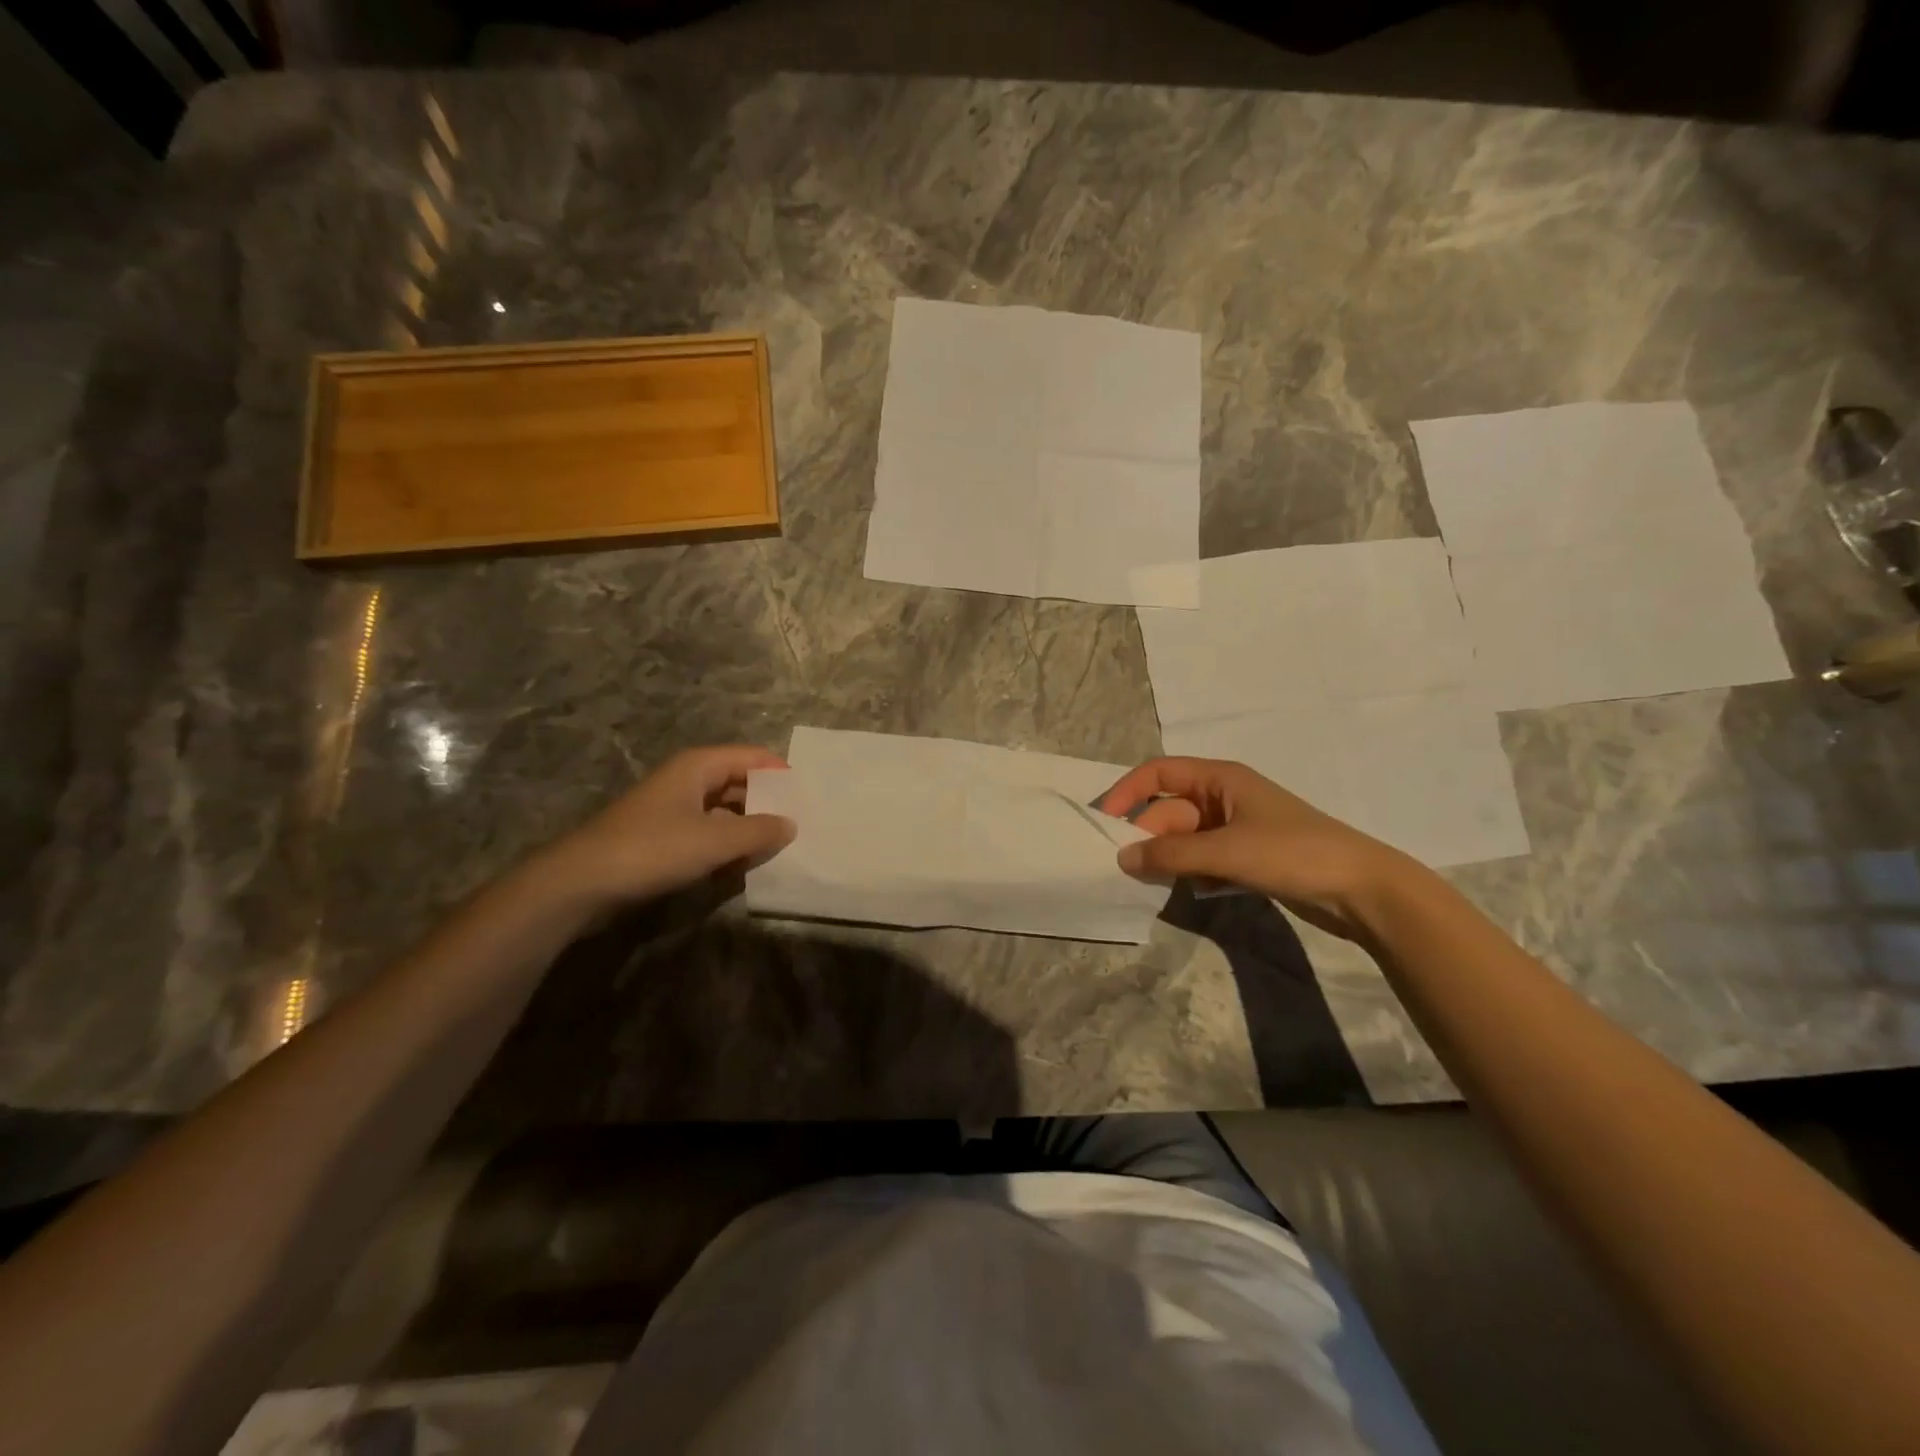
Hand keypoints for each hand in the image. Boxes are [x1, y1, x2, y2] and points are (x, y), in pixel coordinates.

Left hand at [535, 745, 795, 909]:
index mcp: (698, 766)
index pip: (752, 757)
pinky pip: (706, 833)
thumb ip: (758, 832)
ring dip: (747, 829)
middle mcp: (686, 780)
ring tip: (776, 849)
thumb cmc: (652, 849)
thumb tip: (790, 825)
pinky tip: (740, 867)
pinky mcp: (662, 837)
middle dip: (767, 803)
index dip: (781, 772)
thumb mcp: (714, 841)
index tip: (809, 795)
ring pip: (723, 811)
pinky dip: (725, 846)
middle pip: (739, 783)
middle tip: (799, 826)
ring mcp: (672, 809)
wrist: (580, 884)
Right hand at [1098, 757, 1423, 939]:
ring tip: (1154, 884)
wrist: (1362, 890)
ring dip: (1168, 858)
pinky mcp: (1247, 858)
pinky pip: (1203, 859)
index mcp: (1220, 778)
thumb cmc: (1292, 854)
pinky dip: (1192, 873)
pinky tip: (1193, 892)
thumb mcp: (1226, 850)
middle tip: (1128, 869)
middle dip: (1148, 836)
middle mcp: (1224, 798)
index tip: (1105, 821)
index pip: (1159, 773)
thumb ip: (1171, 854)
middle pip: (1169, 810)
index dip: (1128, 792)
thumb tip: (1122, 858)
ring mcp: (1236, 829)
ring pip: (1184, 838)